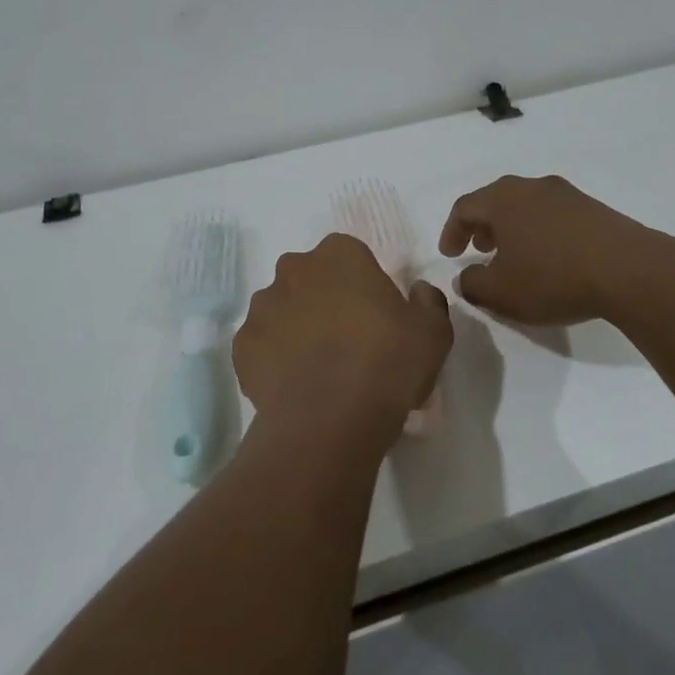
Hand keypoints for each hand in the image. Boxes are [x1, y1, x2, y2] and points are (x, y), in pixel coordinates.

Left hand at [233, 234, 453, 451]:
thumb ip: (428, 301)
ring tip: (319, 368)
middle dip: (325, 299)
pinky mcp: (241, 345)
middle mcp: (294, 269)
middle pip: (311, 278)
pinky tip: (295, 385)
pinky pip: (262, 344)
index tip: (375, 316)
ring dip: (297, 327)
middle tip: (348, 340)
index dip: (363, 284)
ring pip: (282, 309)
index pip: (350, 255)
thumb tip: (418, 291)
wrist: (329, 420)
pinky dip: (275, 358)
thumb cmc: (387, 363)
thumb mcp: (433, 332)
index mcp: (339, 254)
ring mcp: (262, 307)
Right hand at [439, 174, 674, 325]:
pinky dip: (541, 232)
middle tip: (479, 250)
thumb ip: (472, 284)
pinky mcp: (594, 209)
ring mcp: (567, 195)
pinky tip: (550, 259)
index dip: (451, 231)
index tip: (449, 255)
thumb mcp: (500, 293)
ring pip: (527, 206)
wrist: (629, 270)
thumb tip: (465, 277)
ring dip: (513, 229)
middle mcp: (532, 187)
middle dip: (482, 226)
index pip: (464, 207)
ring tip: (515, 257)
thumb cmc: (552, 278)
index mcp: (503, 199)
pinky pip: (554, 216)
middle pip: (496, 200)